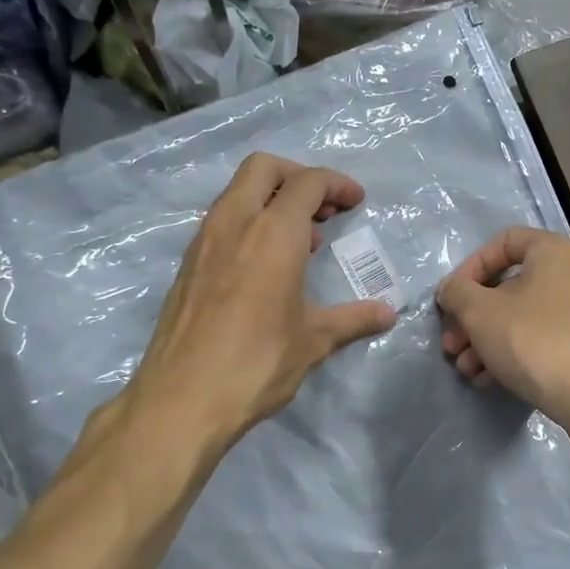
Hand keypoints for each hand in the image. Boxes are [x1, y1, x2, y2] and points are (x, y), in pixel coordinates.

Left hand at [128, 153, 397, 446]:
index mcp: (272, 234)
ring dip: (271, 200)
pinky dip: (248, 223)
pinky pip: (221, 222)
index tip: (355, 202)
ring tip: (299, 242)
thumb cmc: (256, 364)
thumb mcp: (313, 341)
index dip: (336, 184)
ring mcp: (203, 242)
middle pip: (263, 168)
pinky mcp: (187, 265)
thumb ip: (352, 319)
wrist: (182, 399)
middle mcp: (234, 224)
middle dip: (298, 177)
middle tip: (323, 210)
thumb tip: (387, 313)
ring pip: (237, 193)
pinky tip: (264, 266)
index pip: (307, 183)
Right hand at [436, 227, 569, 421]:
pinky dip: (519, 355)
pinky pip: (549, 343)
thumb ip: (457, 293)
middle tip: (452, 346)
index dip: (470, 267)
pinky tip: (494, 382)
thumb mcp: (480, 312)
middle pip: (513, 287)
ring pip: (529, 319)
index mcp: (555, 252)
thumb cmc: (536, 340)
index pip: (505, 242)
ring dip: (490, 341)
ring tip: (469, 371)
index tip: (452, 298)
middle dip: (475, 318)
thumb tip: (452, 290)